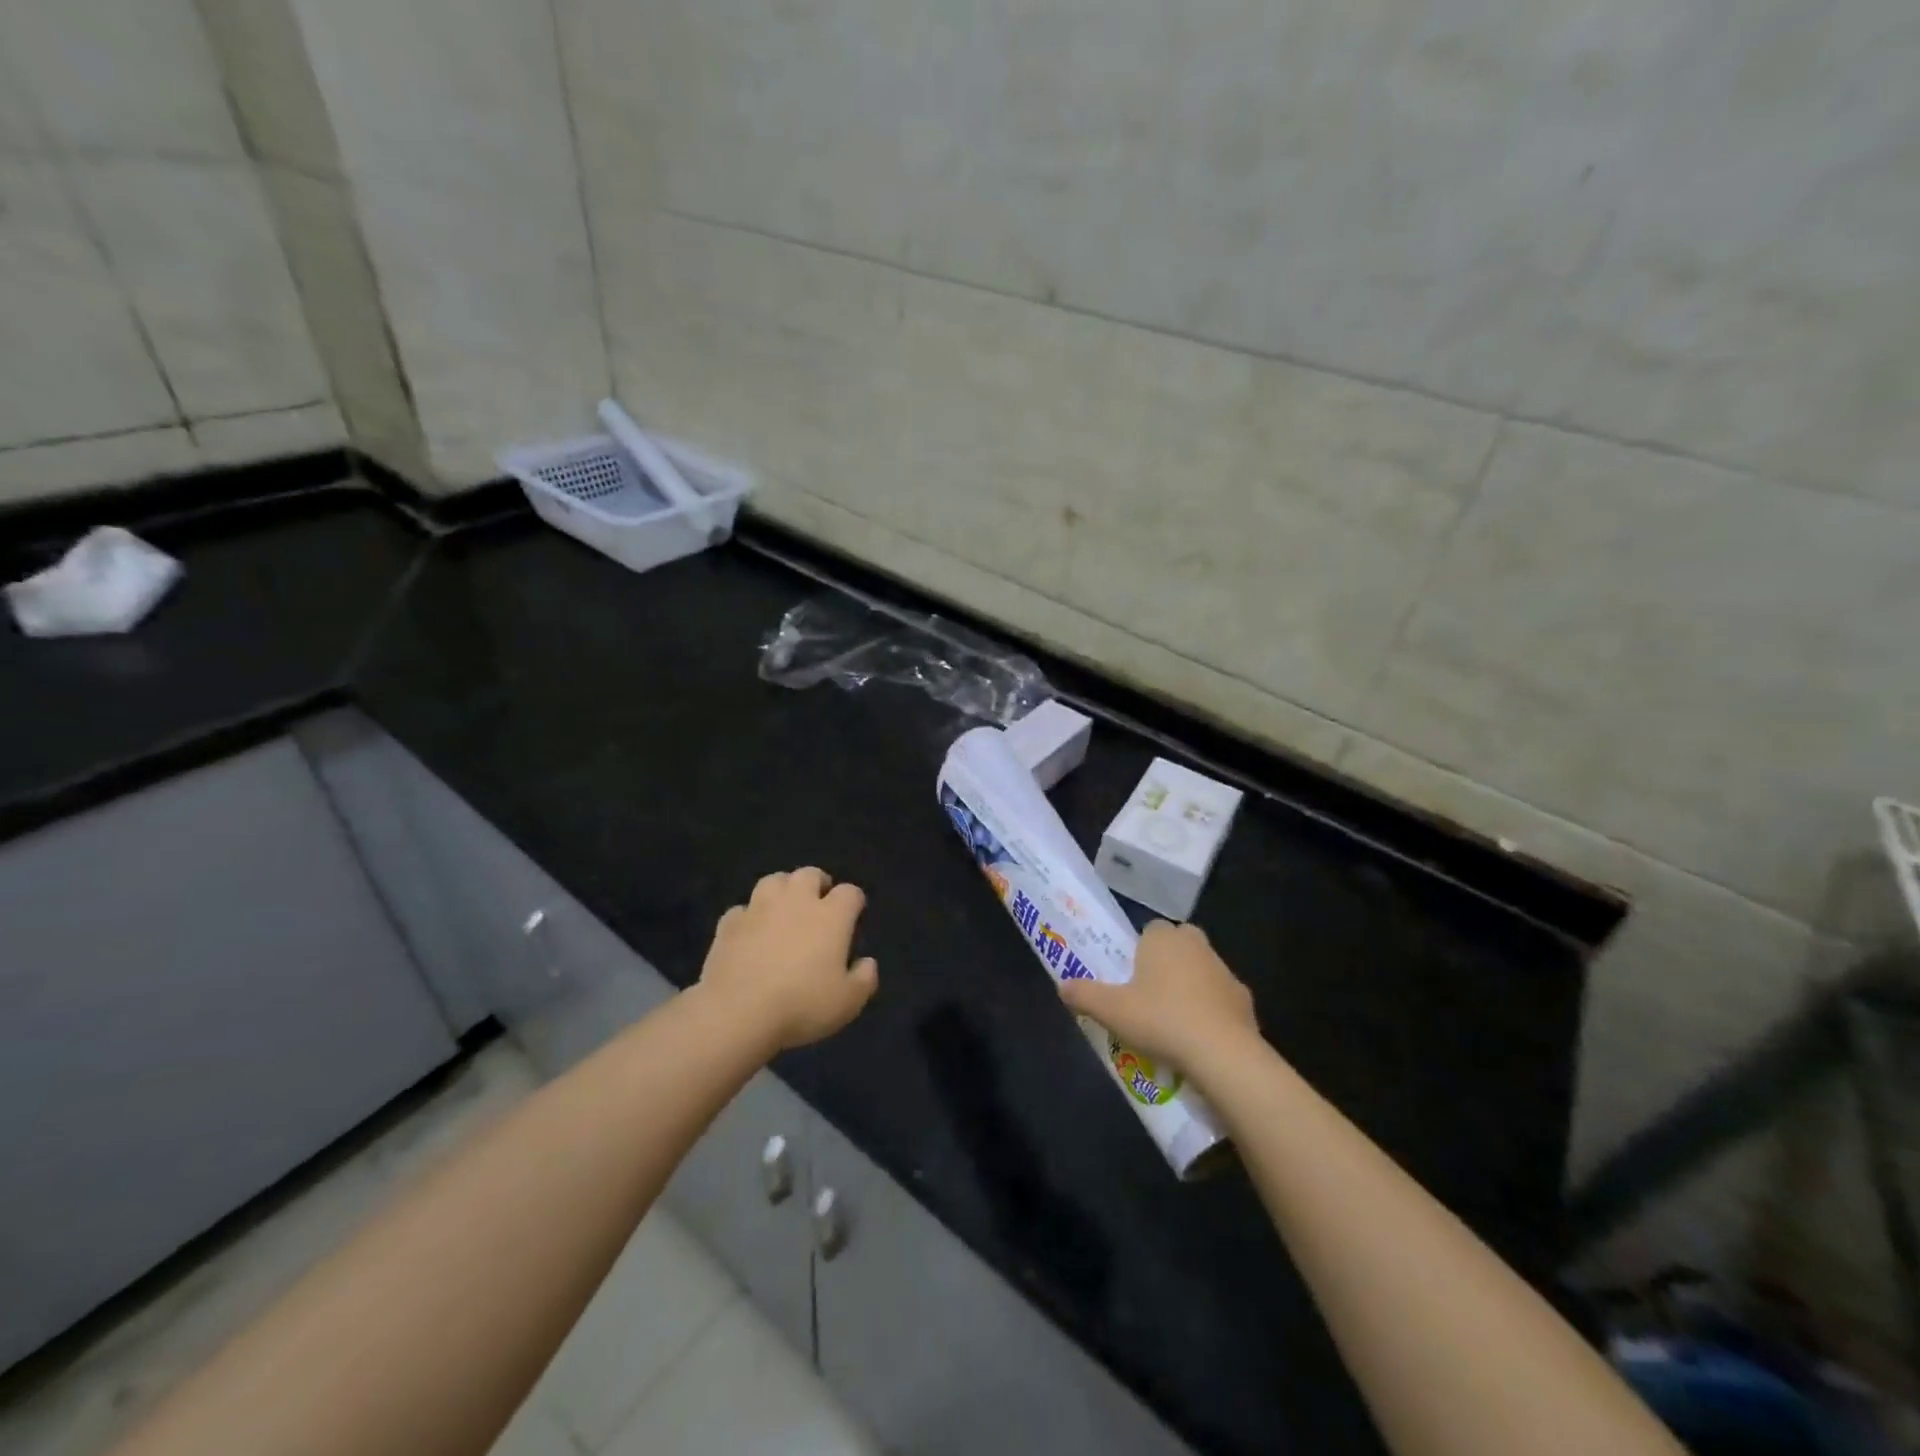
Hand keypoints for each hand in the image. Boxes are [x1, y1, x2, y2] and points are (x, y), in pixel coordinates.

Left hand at [699, 867, 878, 1050]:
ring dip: (782, 890)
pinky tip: (750, 932)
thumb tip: (867, 962)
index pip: (850, 893)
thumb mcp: (848, 1002)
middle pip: (810, 874)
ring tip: (784, 908)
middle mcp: (796, 902)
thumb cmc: (802, 1005)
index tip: (854, 915)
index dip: (854, 901)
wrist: (738, 1012)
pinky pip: (742, 910)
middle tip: (819, 903)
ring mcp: (759, 909)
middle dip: (818, 883)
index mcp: (831, 916)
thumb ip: (864, 979)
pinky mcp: (729, 924)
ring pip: (773, 881)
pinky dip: (749, 917)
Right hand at [1058, 920, 1255, 1074]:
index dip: (1139, 949)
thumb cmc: (1161, 1020)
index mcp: (1163, 939)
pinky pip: (1220, 998)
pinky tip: (1199, 1036)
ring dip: (1190, 985)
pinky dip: (1211, 1010)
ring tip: (1172, 1019)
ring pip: (1201, 969)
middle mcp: (1196, 945)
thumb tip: (1062, 986)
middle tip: (1149, 993)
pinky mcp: (1244, 998)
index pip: (1150, 929)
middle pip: (1179, 943)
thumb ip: (1084, 995)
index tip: (1130, 975)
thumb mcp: (1111, 1010)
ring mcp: (1224, 970)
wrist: (1223, 1053)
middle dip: (1167, 961)